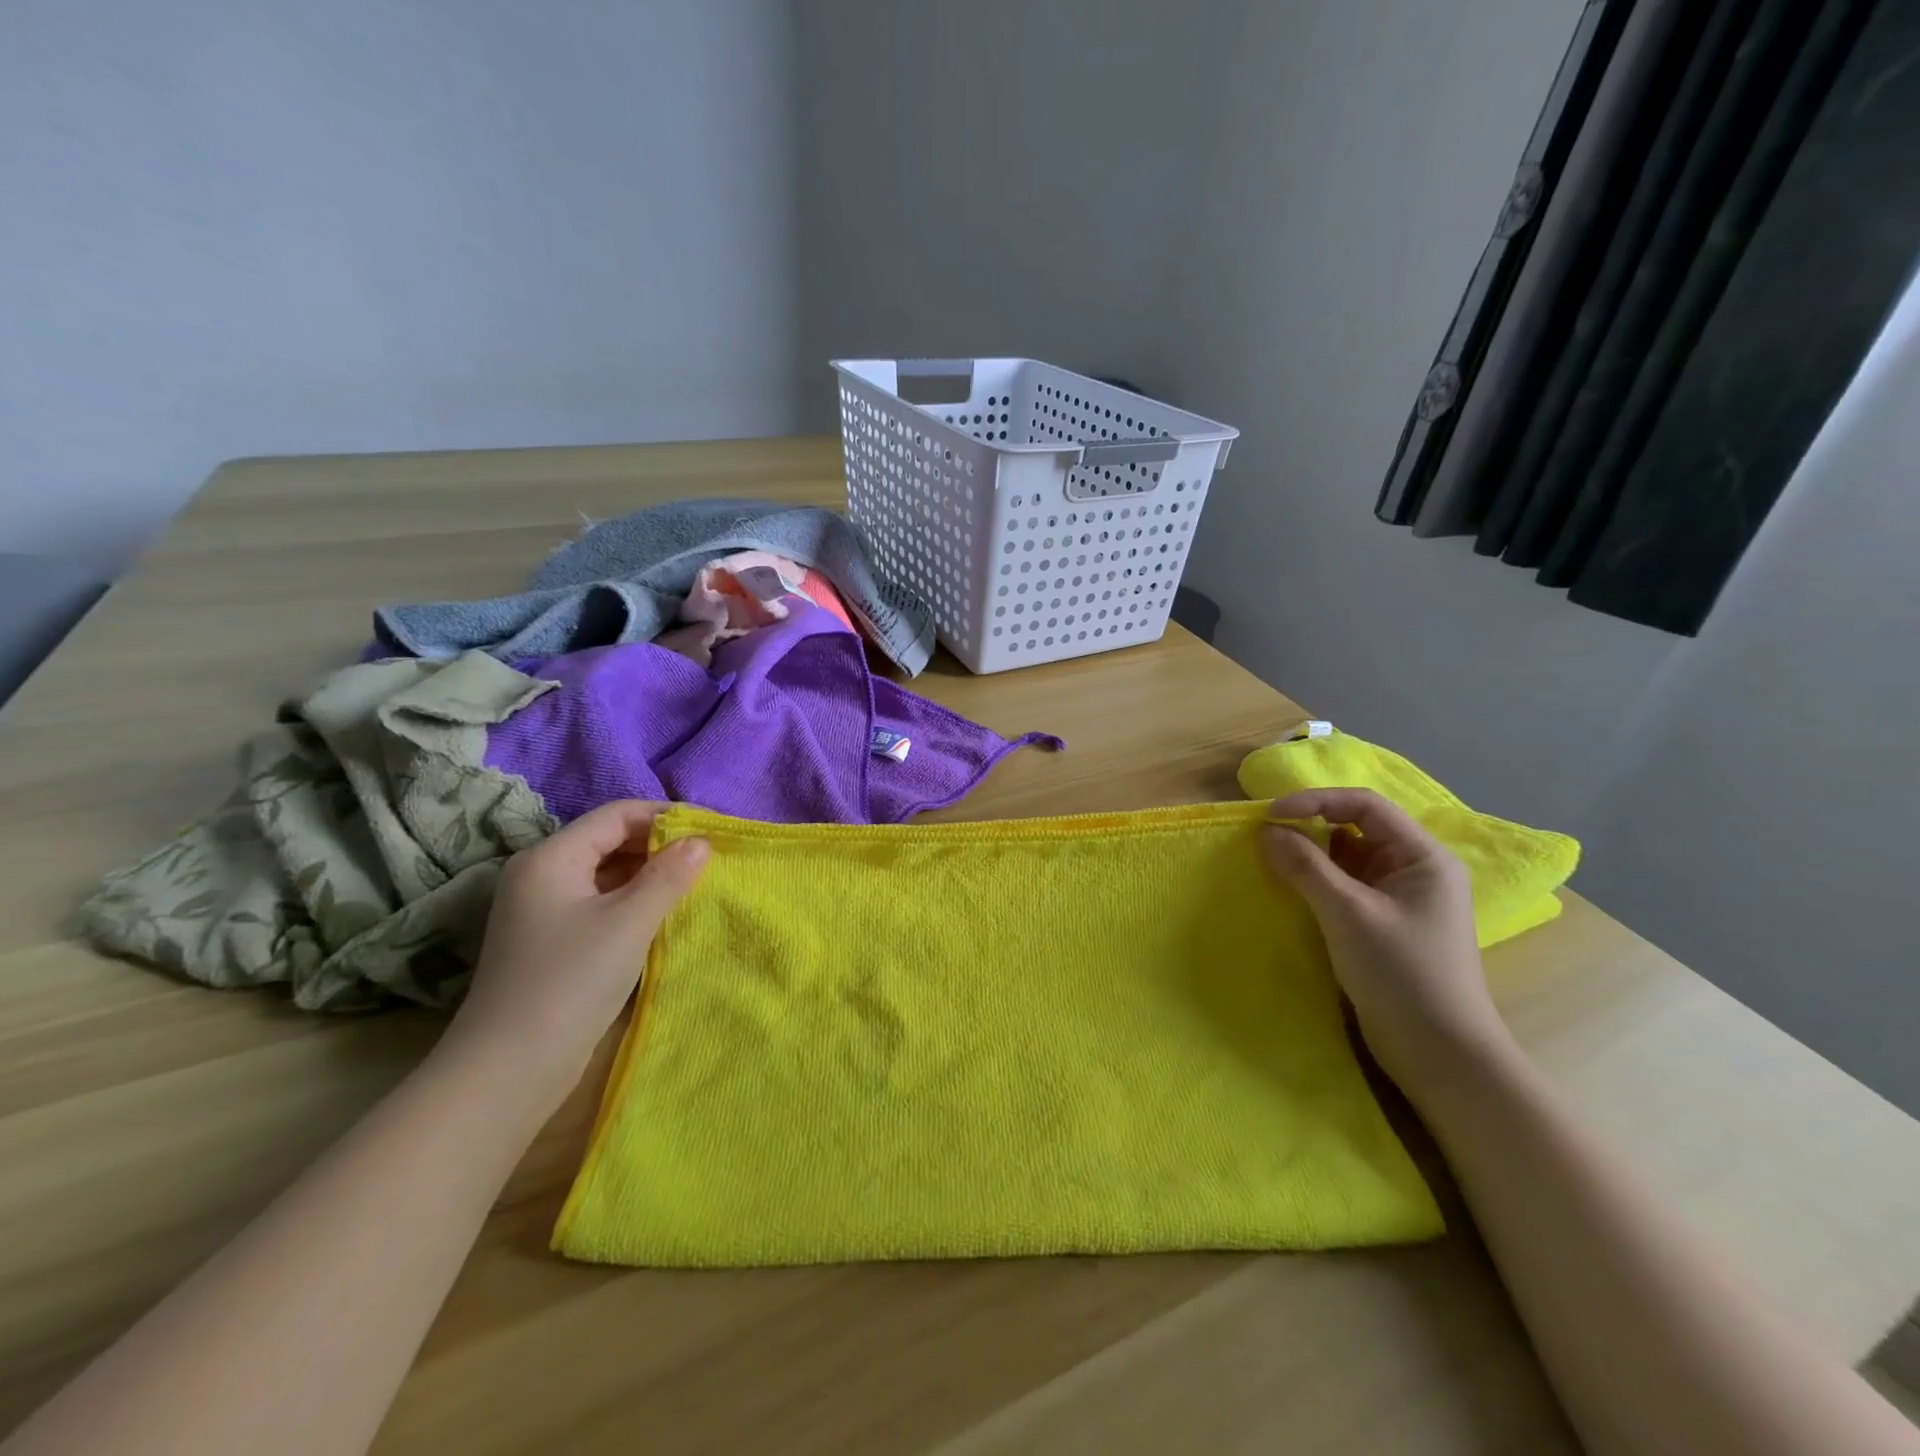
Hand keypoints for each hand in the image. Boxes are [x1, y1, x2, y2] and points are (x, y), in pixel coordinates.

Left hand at [438, 800, 708, 1120]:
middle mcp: (543, 874)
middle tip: (710, 857)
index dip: (667, 816)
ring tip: (696, 882)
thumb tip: (702, 841)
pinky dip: (635, 900)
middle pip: (611, 840)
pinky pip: (603, 903)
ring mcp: (545, 910)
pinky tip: (666, 912)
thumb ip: (668, 875)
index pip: (617, 815)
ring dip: (651, 874)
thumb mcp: (628, 922)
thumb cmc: (570, 982)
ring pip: (608, 874)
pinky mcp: (554, 941)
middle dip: (661, 845)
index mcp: (551, 857)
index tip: (712, 829)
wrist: (509, 1070)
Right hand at [1261, 788, 1508, 1092]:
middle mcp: (1415, 869)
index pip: (1365, 806)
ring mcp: (1400, 898)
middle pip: (1356, 828)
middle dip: (1310, 827)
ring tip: (1272, 862)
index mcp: (1423, 857)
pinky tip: (1290, 890)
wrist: (1440, 1055)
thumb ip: (1306, 867)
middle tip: (1265, 837)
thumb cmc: (1402, 974)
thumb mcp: (1349, 914)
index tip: (1270, 815)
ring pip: (1347, 858)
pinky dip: (1316, 882)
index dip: (1315, 801)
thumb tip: (1267, 831)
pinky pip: (1345, 887)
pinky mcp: (1383, 924)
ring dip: (1310, 856)